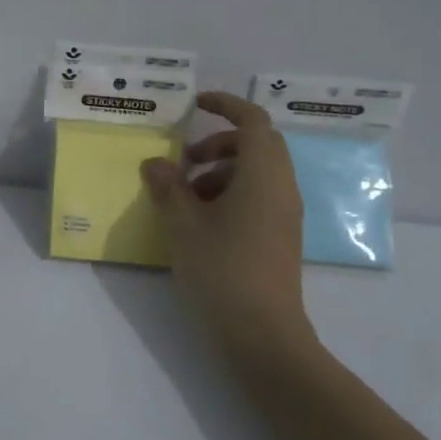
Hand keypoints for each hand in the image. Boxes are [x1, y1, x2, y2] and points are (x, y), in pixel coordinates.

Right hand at [141, 92, 314, 359]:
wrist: (262, 335)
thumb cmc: (221, 270)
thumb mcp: (183, 224)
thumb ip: (168, 187)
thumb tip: (156, 163)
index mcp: (263, 176)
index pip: (254, 122)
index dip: (226, 105)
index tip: (196, 104)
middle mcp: (281, 189)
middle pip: (257, 145)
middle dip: (219, 142)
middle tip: (185, 159)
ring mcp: (284, 215)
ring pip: (256, 172)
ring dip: (220, 171)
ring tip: (185, 196)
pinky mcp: (279, 237)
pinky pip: (258, 196)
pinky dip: (229, 193)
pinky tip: (200, 221)